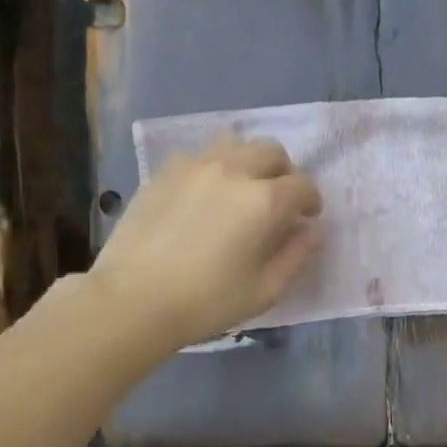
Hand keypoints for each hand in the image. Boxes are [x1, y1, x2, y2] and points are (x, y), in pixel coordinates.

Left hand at [93, 137, 322, 352]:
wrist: (133, 300)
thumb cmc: (208, 301)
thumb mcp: (266, 290)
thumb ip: (298, 255)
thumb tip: (313, 230)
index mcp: (265, 200)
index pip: (303, 185)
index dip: (312, 201)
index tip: (307, 219)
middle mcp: (234, 171)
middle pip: (272, 152)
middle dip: (285, 174)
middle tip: (280, 202)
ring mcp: (195, 166)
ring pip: (236, 144)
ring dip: (250, 162)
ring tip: (243, 191)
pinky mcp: (164, 172)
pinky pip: (201, 155)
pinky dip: (216, 168)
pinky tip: (207, 196)